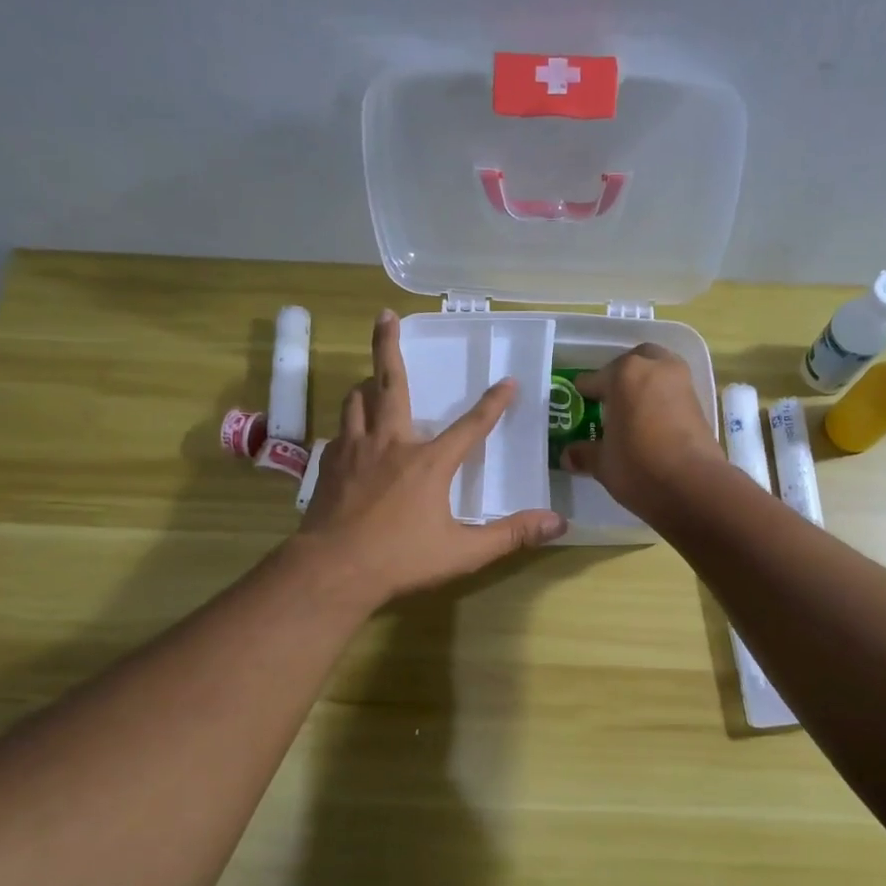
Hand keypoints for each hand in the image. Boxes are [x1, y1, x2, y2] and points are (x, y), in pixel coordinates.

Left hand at [297, 310, 566, 603]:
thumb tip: (557, 524)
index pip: (471, 426)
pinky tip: (352, 436)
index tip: (508, 382)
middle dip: (388, 346)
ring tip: (370, 378)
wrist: (332, 570)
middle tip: (385, 315)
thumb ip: (510, 535)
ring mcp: (354, 452)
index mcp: (428, 462)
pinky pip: (340, 433)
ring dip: (366, 385)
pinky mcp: (328, 466)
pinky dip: (350, 426)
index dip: (493, 404)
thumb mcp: (463, 552)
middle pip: (389, 384)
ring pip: (356, 401)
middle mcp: (390, 444)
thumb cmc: (400, 560)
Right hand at [560, 345, 721, 514]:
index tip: (580, 401)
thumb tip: (568, 455)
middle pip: (633, 362)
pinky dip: (662, 400)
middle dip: (621, 376)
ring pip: (658, 372)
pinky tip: (653, 423)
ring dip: (645, 385)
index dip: (584, 392)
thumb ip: (585, 453)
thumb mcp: (603, 463)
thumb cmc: (638, 467)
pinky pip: (674, 392)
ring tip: (633, 411)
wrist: (694, 487)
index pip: (595, 378)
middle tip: (610, 400)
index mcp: (624, 374)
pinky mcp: (700, 403)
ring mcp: (682, 383)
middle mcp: (654, 368)